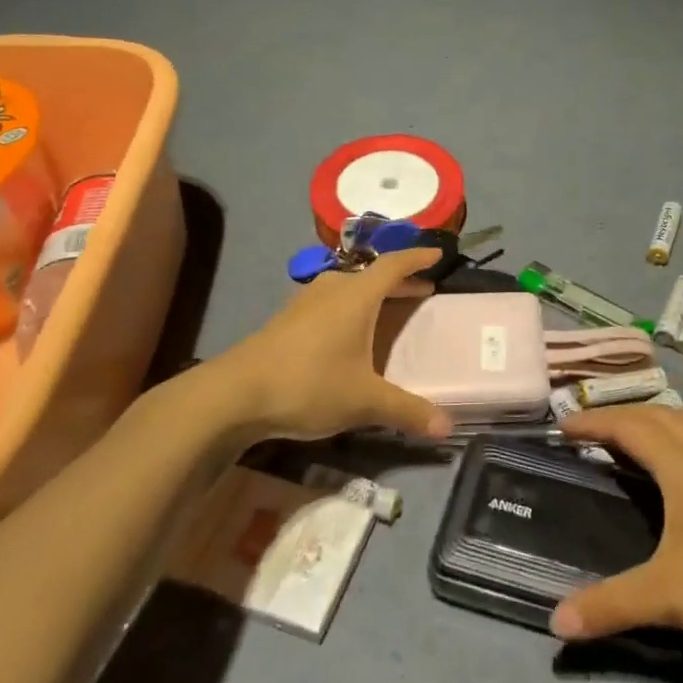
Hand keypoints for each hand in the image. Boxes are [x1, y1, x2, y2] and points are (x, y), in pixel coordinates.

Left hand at [210, 247, 453, 442]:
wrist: (234, 394)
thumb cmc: (308, 384)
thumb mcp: (364, 401)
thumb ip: (407, 411)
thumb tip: (448, 429)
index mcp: (357, 295)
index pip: (395, 264)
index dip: (418, 257)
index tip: (438, 253)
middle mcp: (332, 288)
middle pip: (373, 275)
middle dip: (400, 281)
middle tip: (424, 290)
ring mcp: (305, 302)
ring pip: (349, 288)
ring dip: (373, 295)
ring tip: (389, 309)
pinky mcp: (287, 320)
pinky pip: (330, 302)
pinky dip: (350, 308)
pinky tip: (349, 332)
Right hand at [552, 406, 682, 659]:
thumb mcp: (670, 597)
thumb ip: (610, 605)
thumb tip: (555, 622)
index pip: (630, 428)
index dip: (595, 422)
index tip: (563, 426)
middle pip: (664, 418)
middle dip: (625, 417)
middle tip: (595, 431)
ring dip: (670, 419)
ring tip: (650, 431)